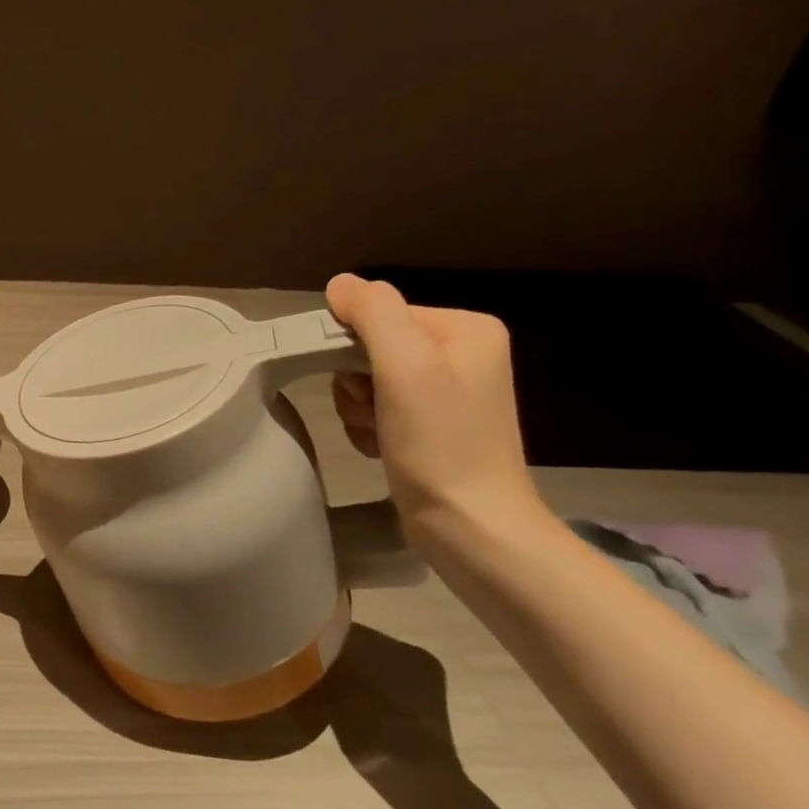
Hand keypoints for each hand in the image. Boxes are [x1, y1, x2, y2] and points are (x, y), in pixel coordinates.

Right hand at [324, 274, 543, 537]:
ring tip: (380, 435)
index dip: (355, 347)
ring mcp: (445, 390)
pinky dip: (368, 427)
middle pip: (369, 346)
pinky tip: (382, 447)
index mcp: (465, 329)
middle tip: (374, 413)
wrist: (469, 525)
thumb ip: (374, 313)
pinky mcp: (430, 423)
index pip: (380, 314)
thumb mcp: (406, 367)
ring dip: (357, 409)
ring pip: (365, 379)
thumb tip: (340, 283)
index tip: (366, 386)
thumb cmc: (440, 444)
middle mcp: (460, 352)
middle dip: (356, 383)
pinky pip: (375, 406)